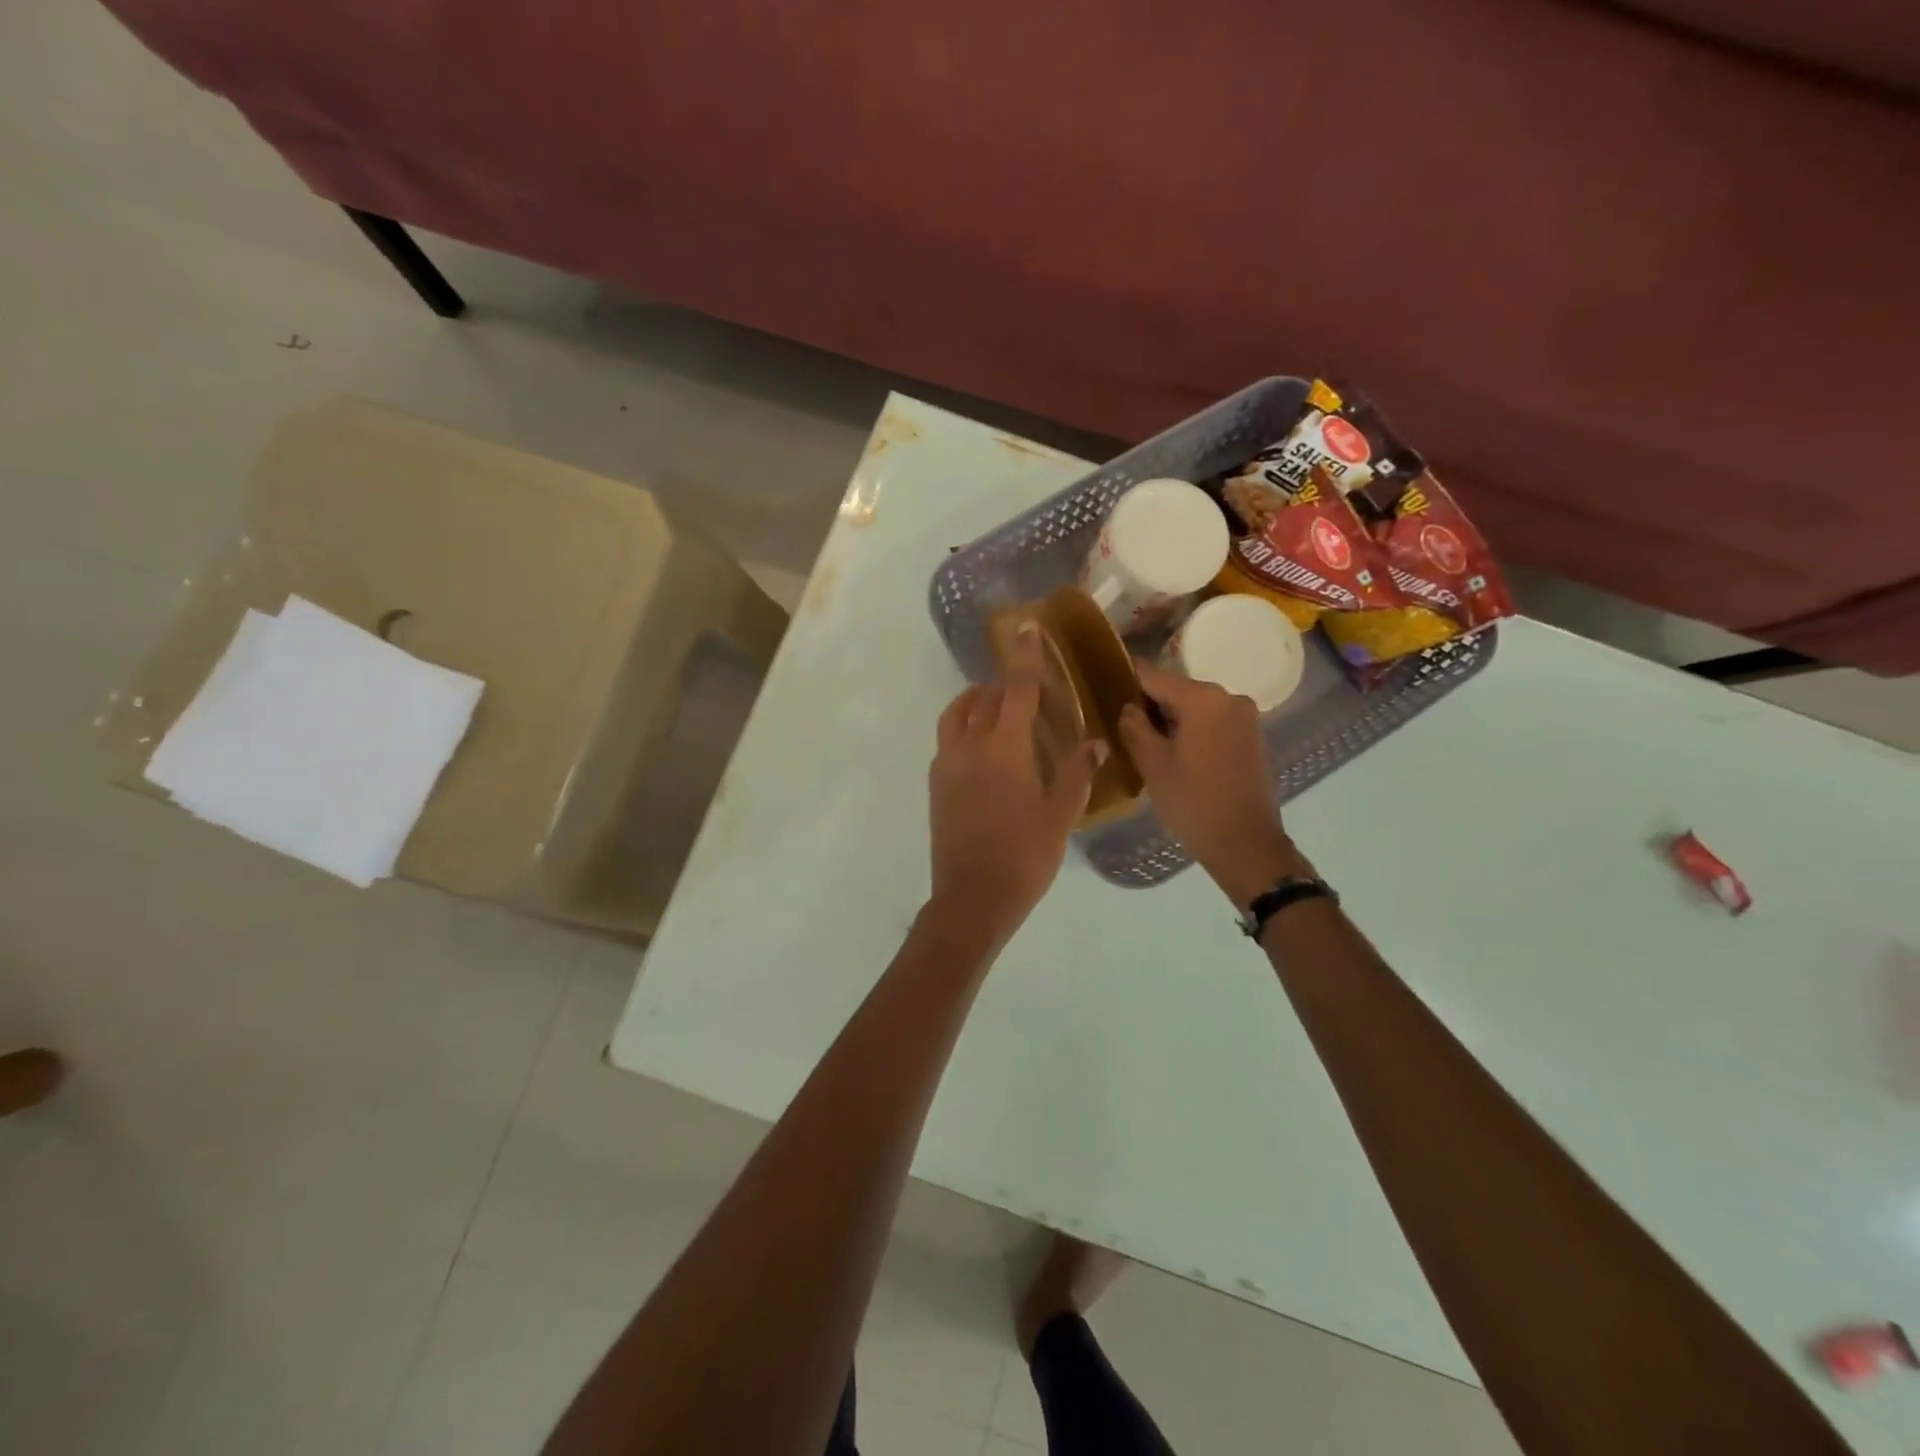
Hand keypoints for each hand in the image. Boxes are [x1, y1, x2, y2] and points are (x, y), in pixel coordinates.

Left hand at [929, 626, 1103, 936]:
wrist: (972, 899)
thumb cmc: (1024, 857)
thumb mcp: (1060, 816)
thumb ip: (1077, 773)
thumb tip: (1096, 743)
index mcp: (1003, 749)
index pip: (1017, 690)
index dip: (1024, 657)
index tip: (1026, 628)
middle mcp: (969, 748)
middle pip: (980, 699)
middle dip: (1001, 685)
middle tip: (1023, 688)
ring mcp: (946, 767)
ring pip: (954, 717)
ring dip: (974, 703)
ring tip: (996, 710)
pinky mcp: (935, 787)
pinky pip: (947, 743)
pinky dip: (963, 730)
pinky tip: (982, 751)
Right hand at [1116, 662, 1308, 909]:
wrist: (1246, 844)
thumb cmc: (1193, 802)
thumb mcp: (1152, 764)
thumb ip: (1134, 727)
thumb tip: (1129, 708)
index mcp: (1202, 698)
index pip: (1153, 675)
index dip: (1126, 679)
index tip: (1105, 687)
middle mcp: (1229, 697)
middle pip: (1176, 690)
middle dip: (1150, 705)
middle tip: (1123, 727)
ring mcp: (1246, 717)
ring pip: (1196, 708)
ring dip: (1172, 720)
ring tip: (1147, 744)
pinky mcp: (1253, 737)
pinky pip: (1214, 723)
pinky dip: (1193, 731)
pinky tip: (1177, 756)